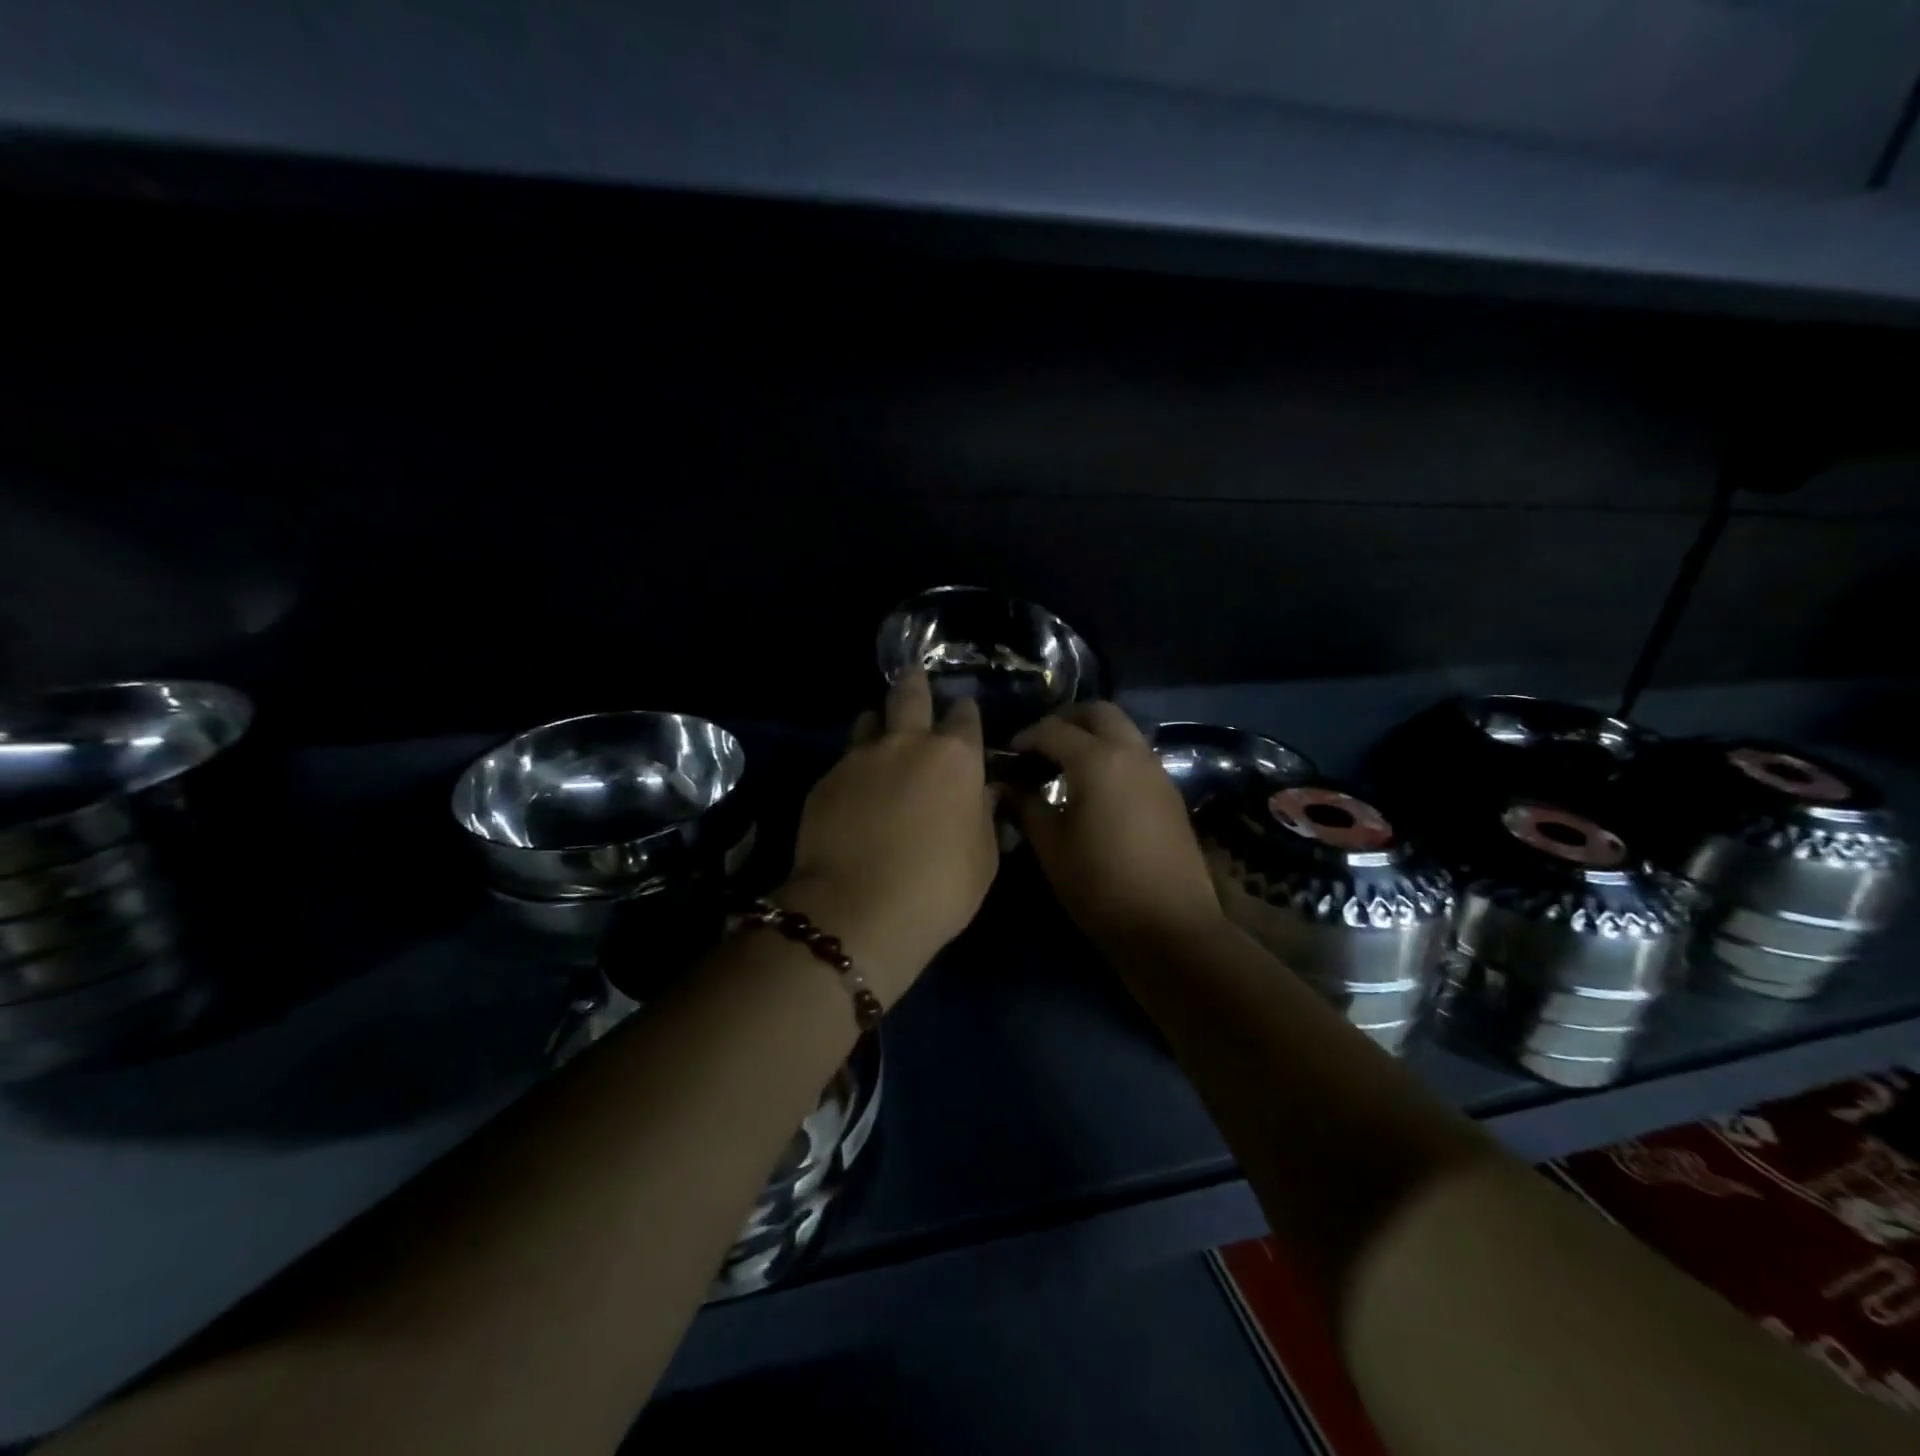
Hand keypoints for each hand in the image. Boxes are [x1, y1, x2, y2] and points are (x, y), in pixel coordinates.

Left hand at [781, 672, 998, 1004]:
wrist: (858, 910)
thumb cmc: (938, 888)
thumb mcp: (983, 858)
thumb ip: (983, 816)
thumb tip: (981, 794)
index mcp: (954, 758)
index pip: (965, 716)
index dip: (966, 714)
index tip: (964, 715)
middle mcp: (907, 744)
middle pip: (909, 695)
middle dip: (915, 683)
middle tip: (914, 678)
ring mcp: (860, 758)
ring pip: (869, 721)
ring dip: (879, 724)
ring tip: (880, 737)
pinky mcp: (825, 781)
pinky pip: (844, 761)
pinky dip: (854, 768)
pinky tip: (854, 792)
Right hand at [1011, 704, 1222, 951]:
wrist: (1169, 926)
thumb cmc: (1099, 884)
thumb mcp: (1051, 846)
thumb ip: (1026, 806)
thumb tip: (1007, 786)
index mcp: (1097, 760)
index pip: (1053, 730)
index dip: (1025, 736)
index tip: (1007, 753)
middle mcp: (1131, 753)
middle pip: (1098, 713)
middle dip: (1066, 719)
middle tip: (1040, 744)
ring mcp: (1156, 772)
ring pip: (1123, 731)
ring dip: (1093, 735)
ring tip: (1064, 765)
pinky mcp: (1169, 794)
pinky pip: (1136, 756)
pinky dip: (1112, 755)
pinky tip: (1094, 788)